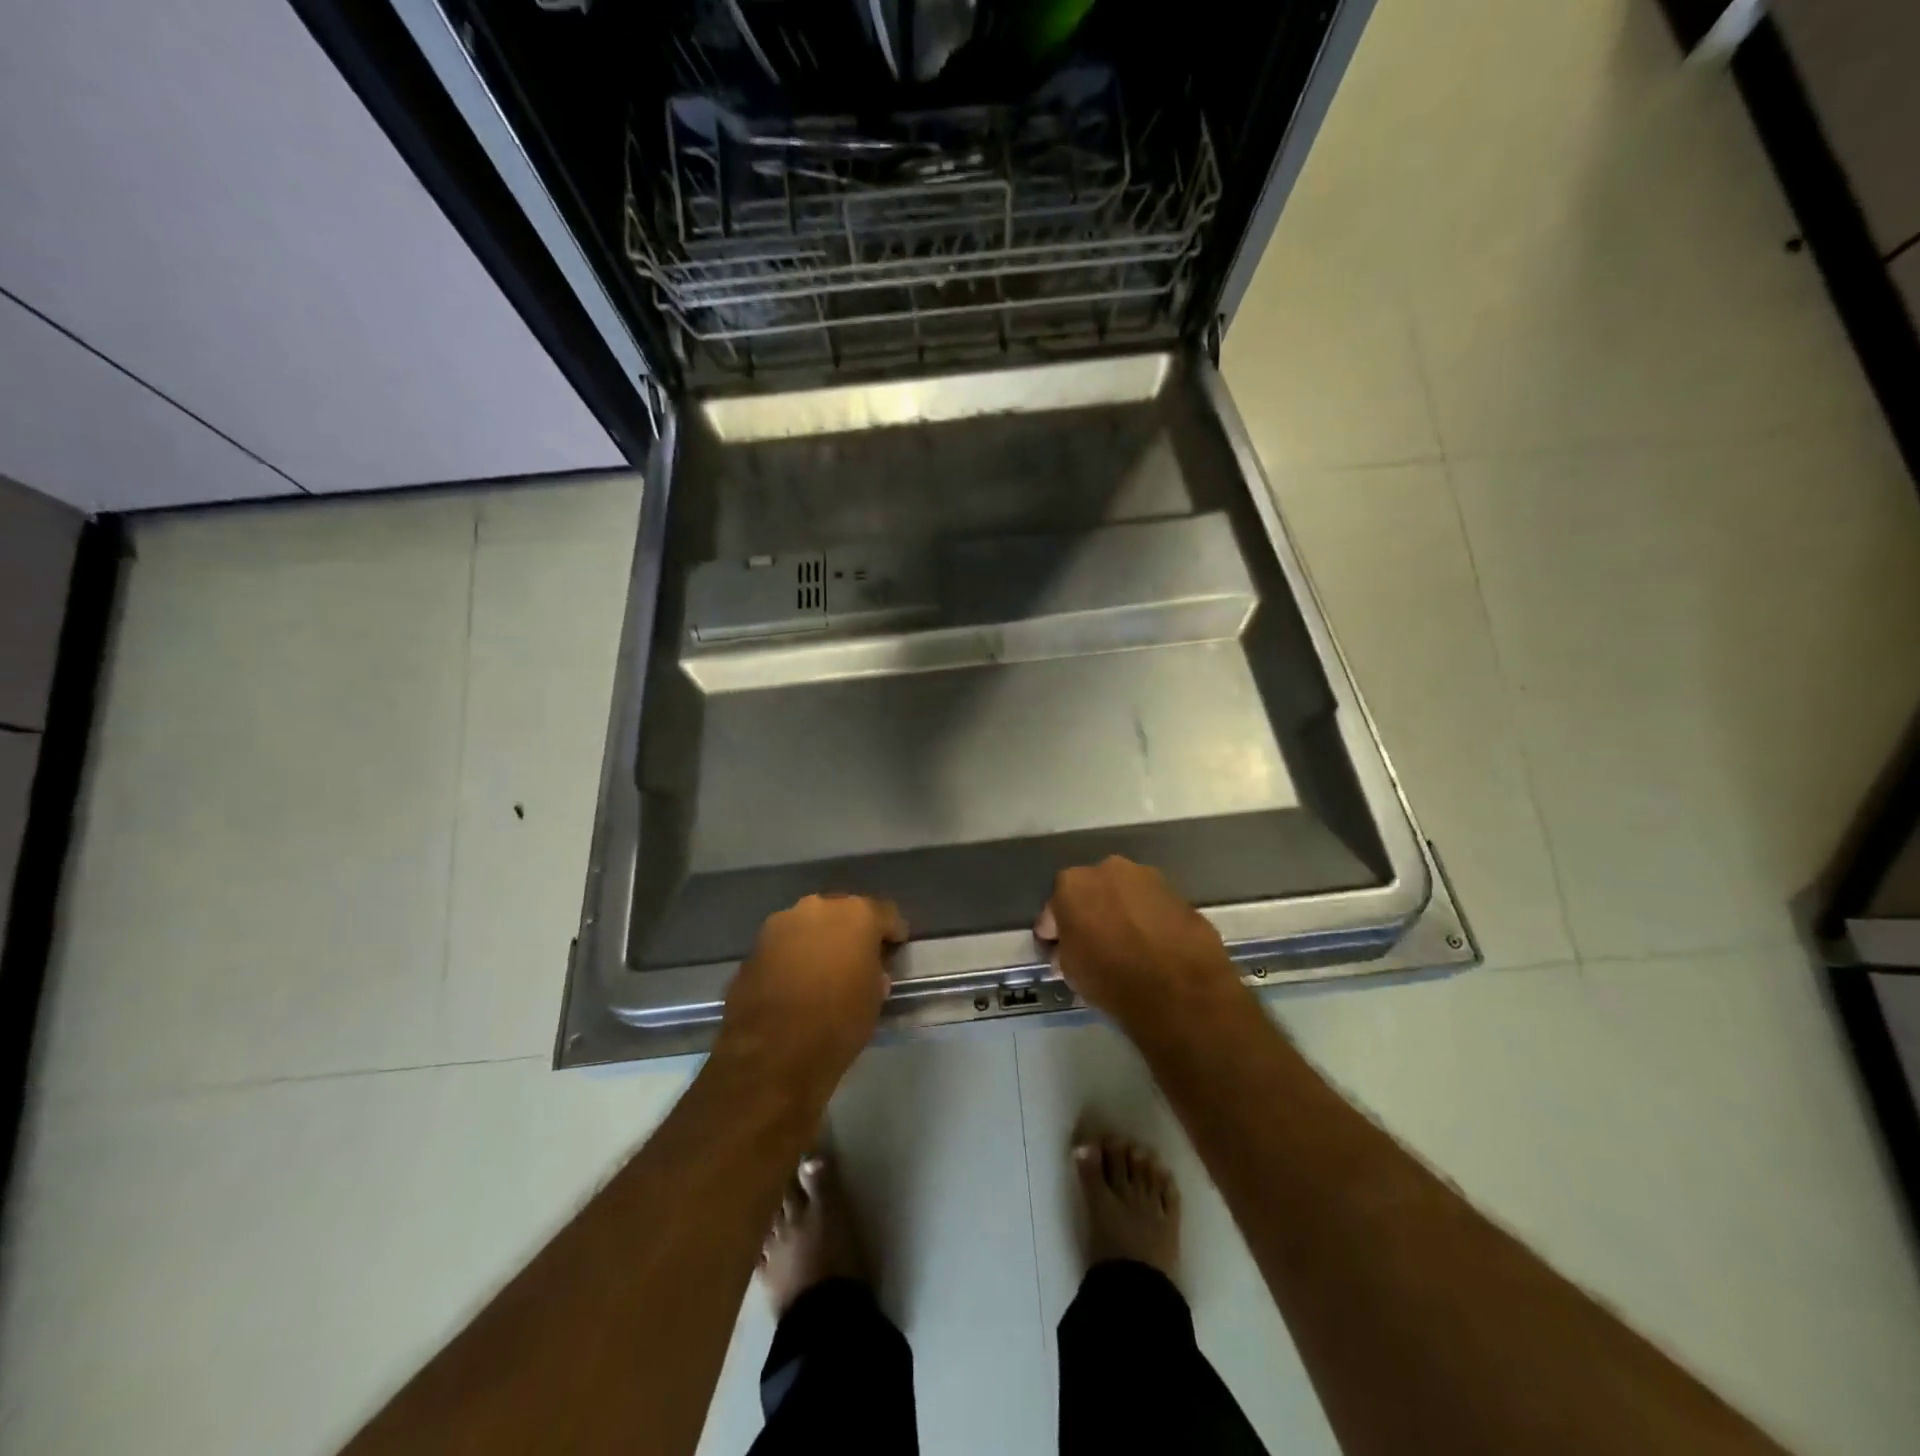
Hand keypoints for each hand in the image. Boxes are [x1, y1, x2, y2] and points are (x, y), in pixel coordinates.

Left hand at [716, 894, 905, 1093]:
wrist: (771, 1054)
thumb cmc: (837, 1024)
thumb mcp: (874, 1000)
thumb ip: (874, 972)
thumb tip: (868, 969)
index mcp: (856, 915)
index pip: (885, 913)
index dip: (892, 931)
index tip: (895, 948)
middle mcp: (818, 907)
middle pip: (843, 912)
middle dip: (852, 932)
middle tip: (857, 958)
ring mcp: (781, 923)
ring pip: (810, 925)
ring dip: (819, 941)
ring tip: (823, 970)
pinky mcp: (754, 945)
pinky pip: (784, 944)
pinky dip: (793, 956)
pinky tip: (795, 982)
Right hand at [1036, 857, 1241, 1033]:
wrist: (1181, 987)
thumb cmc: (1112, 978)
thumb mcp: (1071, 973)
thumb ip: (1064, 951)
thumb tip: (1066, 949)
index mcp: (1072, 884)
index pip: (1052, 911)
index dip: (1053, 935)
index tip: (1056, 954)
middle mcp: (1108, 869)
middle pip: (1090, 894)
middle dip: (1088, 915)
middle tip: (1092, 946)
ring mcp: (1147, 877)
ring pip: (1123, 896)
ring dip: (1120, 914)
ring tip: (1126, 946)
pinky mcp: (1178, 893)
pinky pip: (1151, 907)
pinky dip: (1147, 920)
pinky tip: (1151, 946)